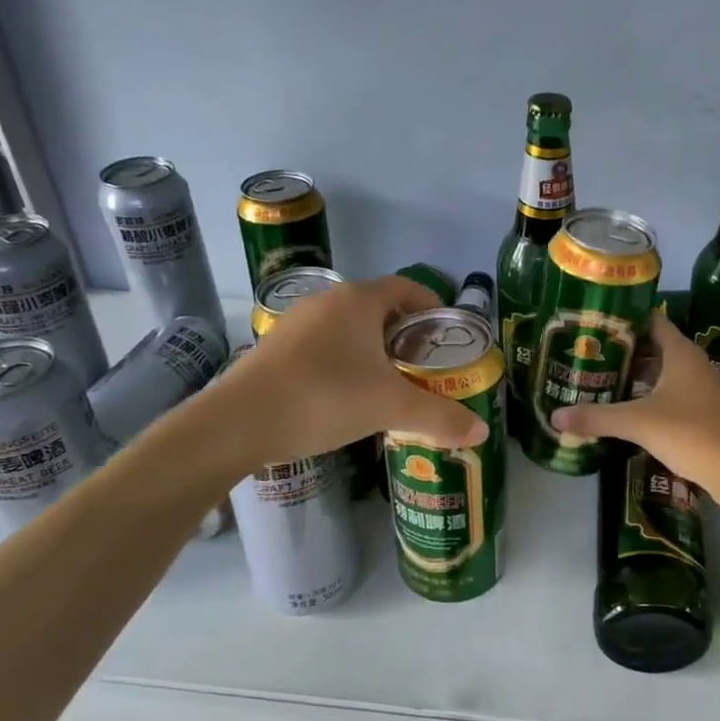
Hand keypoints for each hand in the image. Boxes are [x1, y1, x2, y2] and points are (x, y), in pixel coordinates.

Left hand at [210, 276, 486, 471]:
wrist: (237, 423)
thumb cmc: (325, 398)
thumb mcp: (390, 408)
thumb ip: (439, 417)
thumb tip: (481, 433)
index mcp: (358, 301)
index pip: (406, 288)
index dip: (431, 306)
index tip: (445, 335)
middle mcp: (327, 302)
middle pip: (378, 307)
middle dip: (404, 333)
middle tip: (423, 366)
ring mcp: (295, 323)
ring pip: (348, 327)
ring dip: (372, 348)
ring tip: (388, 383)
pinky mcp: (274, 348)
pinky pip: (322, 345)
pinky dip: (343, 360)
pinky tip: (345, 395)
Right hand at [551, 310, 719, 494]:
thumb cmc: (690, 432)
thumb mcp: (638, 423)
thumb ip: (597, 417)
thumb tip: (554, 416)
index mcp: (680, 352)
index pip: (651, 320)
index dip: (625, 319)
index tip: (594, 323)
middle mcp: (692, 363)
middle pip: (654, 347)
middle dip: (623, 350)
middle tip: (588, 354)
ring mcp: (701, 388)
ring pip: (662, 373)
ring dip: (636, 376)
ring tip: (600, 380)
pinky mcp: (704, 411)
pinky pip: (670, 394)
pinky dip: (649, 396)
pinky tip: (627, 409)